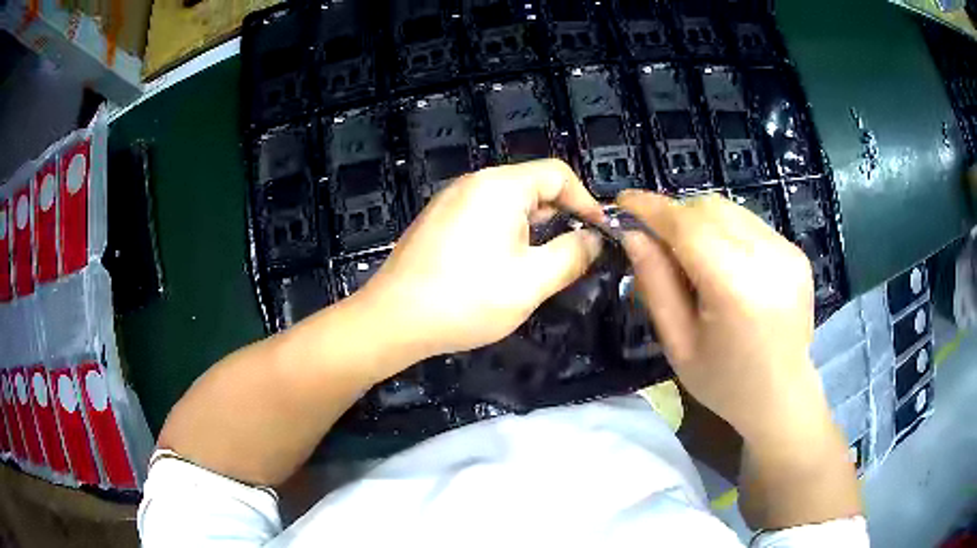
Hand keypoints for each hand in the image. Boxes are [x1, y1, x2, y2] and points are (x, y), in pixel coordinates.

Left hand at [359, 159, 604, 358]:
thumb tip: (594, 240)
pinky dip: (504, 233)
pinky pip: (483, 215)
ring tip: (536, 266)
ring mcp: (450, 200)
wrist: (394, 319)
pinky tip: (499, 267)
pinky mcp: (437, 220)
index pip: (558, 173)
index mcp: (500, 186)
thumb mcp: (532, 281)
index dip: (585, 200)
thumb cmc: (467, 298)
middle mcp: (473, 182)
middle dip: (558, 217)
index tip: (599, 233)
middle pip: (532, 186)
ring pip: (507, 203)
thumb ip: (572, 254)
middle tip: (569, 255)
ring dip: (531, 228)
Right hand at [617, 191, 821, 440]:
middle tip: (655, 240)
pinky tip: (723, 263)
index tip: (621, 201)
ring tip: (690, 256)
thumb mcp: (678, 343)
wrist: (781, 396)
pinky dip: (725, 231)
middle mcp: (768, 259)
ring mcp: (788, 252)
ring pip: (729, 210)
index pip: (687, 226)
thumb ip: (655, 283)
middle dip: (674, 215)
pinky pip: (749, 223)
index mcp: (736, 289)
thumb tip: (631, 233)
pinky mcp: (796, 252)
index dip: (651, 208)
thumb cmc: (723, 383)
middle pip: (708, 209)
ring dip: (699, 222)